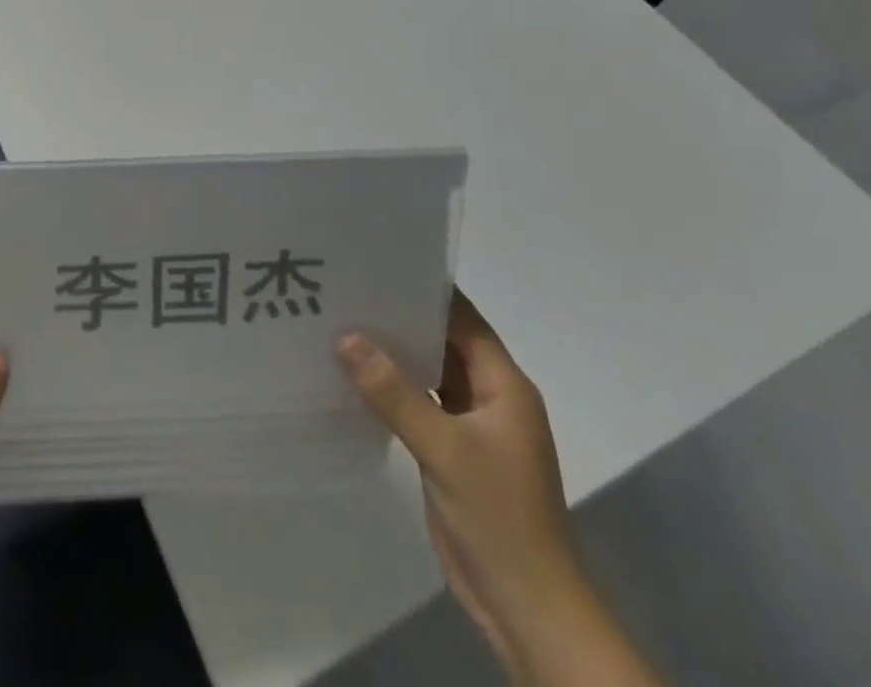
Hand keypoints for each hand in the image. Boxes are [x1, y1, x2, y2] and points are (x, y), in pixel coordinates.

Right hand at [338, 291, 579, 672]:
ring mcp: (472, 425)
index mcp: (504, 384)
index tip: (378, 263)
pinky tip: (355, 373)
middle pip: (444, 340)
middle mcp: (490, 395)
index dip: (425, 289)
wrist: (527, 607)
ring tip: (343, 319)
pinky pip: (421, 402)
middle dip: (401, 316)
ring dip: (395, 351)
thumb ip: (394, 392)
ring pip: (430, 371)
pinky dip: (394, 386)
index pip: (462, 318)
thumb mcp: (444, 449)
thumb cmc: (499, 518)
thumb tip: (345, 336)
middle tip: (348, 287)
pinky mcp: (453, 450)